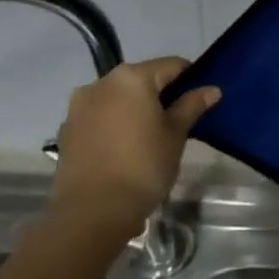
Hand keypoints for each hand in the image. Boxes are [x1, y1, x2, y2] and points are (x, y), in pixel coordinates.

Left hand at [46, 56, 219, 245]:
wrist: (92, 213)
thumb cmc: (143, 166)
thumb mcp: (176, 134)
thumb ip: (192, 106)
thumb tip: (211, 89)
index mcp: (131, 78)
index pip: (172, 66)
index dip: (191, 79)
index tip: (201, 99)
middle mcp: (100, 84)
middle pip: (142, 80)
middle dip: (161, 94)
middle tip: (179, 120)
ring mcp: (78, 107)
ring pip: (118, 99)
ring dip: (136, 109)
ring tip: (151, 136)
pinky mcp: (67, 131)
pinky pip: (100, 117)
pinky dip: (115, 124)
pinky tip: (126, 148)